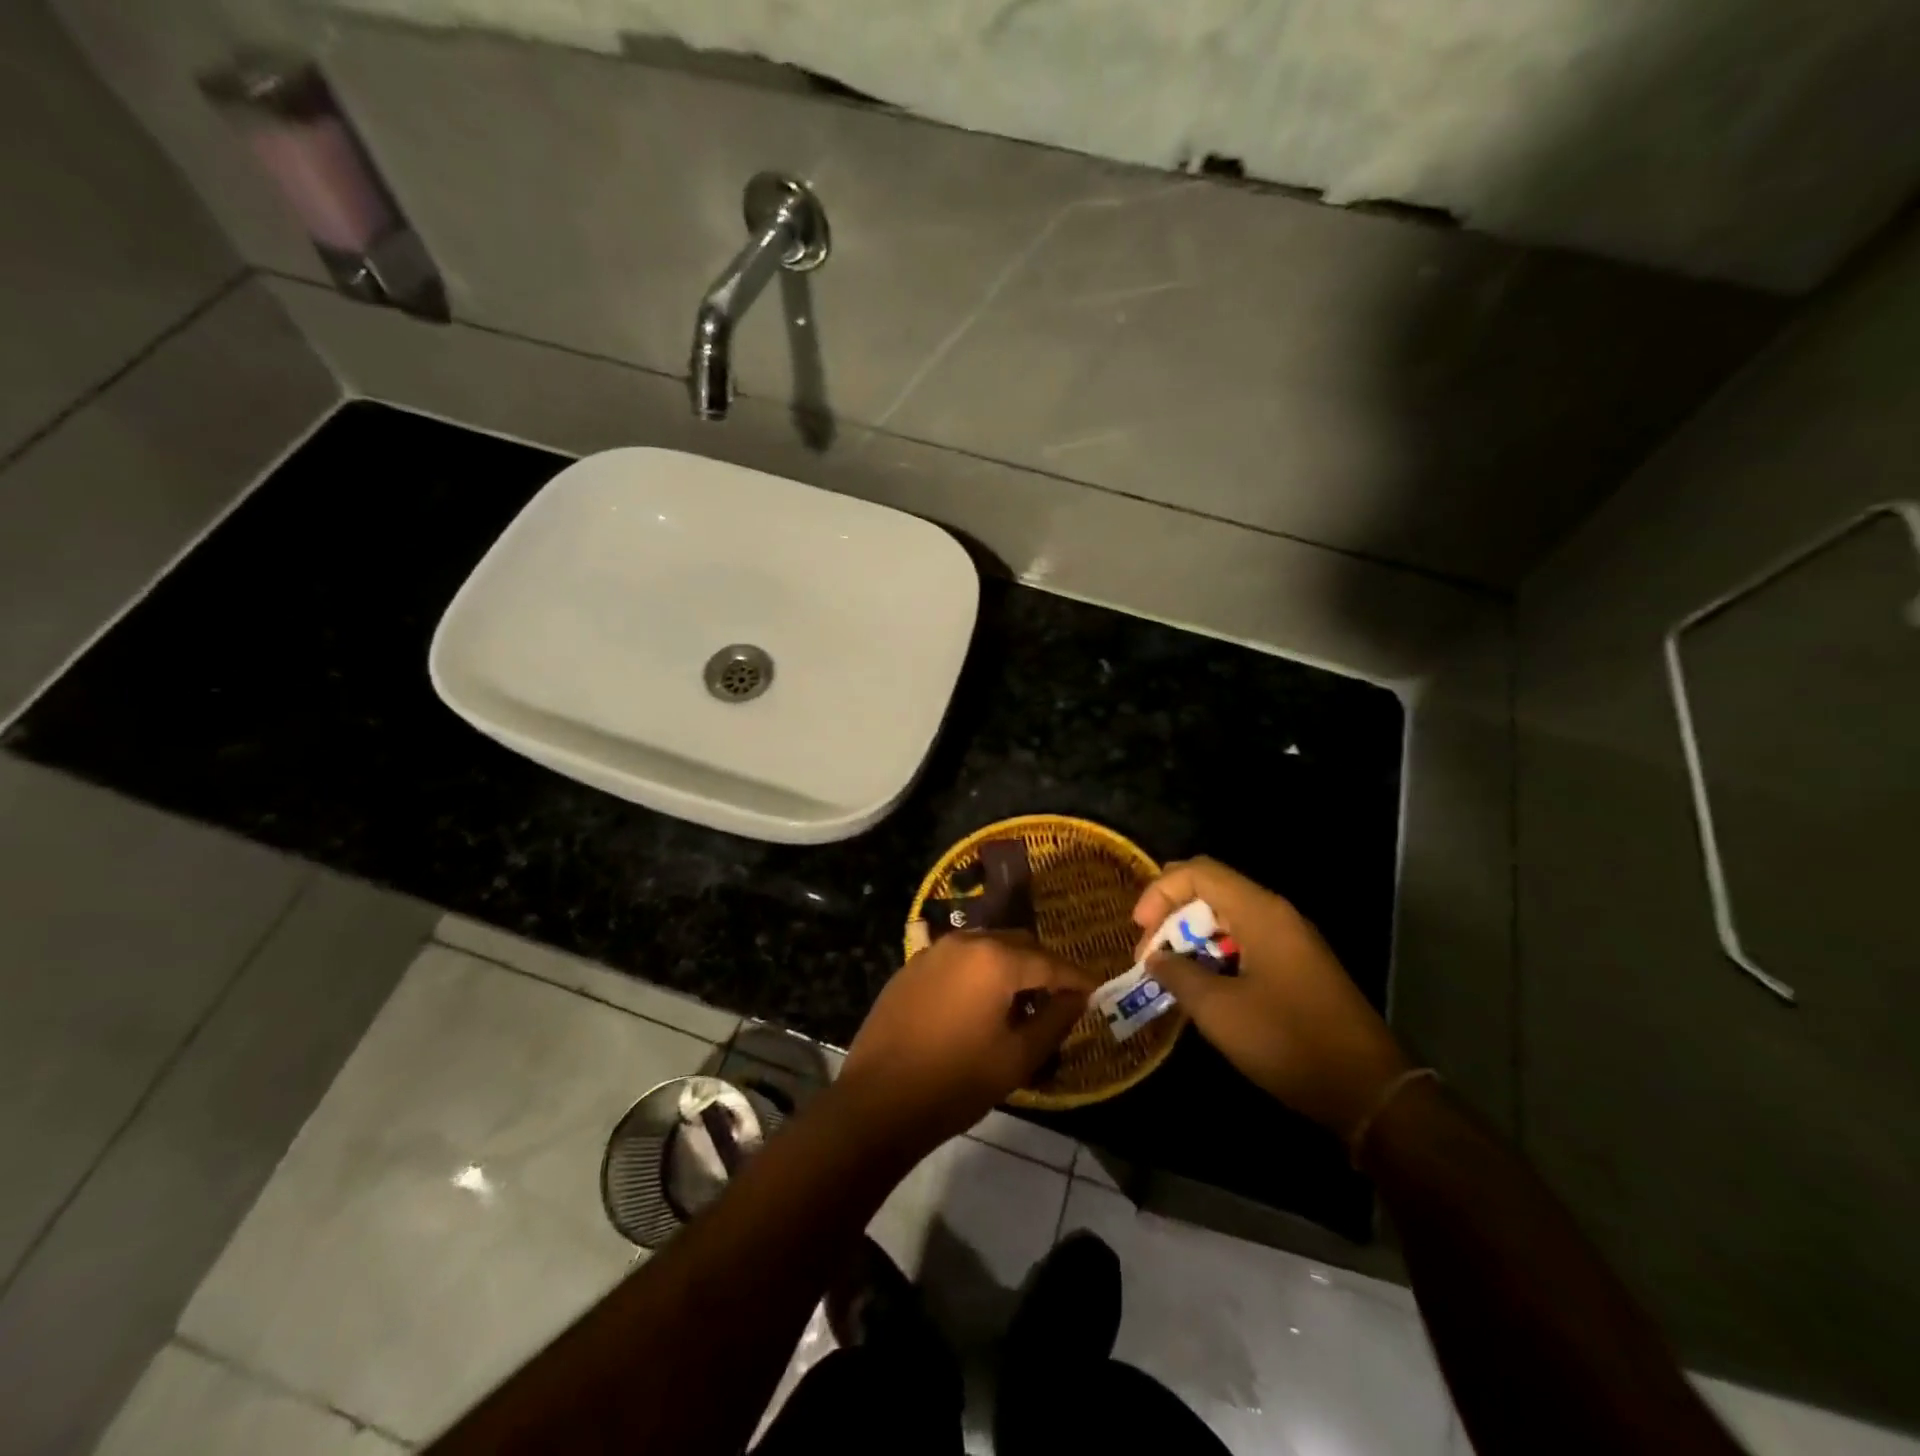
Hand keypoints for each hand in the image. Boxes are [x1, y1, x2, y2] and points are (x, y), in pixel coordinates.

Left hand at [836, 932, 1096, 1158]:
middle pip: (1018, 944)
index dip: (1076, 978)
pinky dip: (978, 973)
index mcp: (996, 959)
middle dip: (1043, 969)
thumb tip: (1077, 997)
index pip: (1050, 962)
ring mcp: (934, 951)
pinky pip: (958, 960)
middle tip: (1058, 1002)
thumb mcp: (1017, 1058)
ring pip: (987, 947)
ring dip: (1009, 968)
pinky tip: (978, 1006)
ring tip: (1019, 1007)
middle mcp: (966, 942)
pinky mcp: (912, 966)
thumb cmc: (956, 1082)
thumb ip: (1055, 1021)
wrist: (878, 1100)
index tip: (1095, 992)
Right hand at [1133, 858, 1410, 1139]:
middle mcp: (1276, 914)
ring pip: (1226, 918)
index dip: (1160, 892)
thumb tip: (1156, 958)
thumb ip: (1178, 974)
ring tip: (1170, 974)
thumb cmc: (1288, 1041)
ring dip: (1191, 938)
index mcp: (1260, 912)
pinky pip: (1245, 942)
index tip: (1139, 931)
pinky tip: (1203, 988)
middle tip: (1150, 955)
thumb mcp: (1219, 1010)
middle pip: (1211, 890)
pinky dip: (1215, 954)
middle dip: (1171, 916)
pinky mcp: (1297, 967)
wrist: (1370, 1091)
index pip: (1198, 872)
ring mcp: (1291, 940)